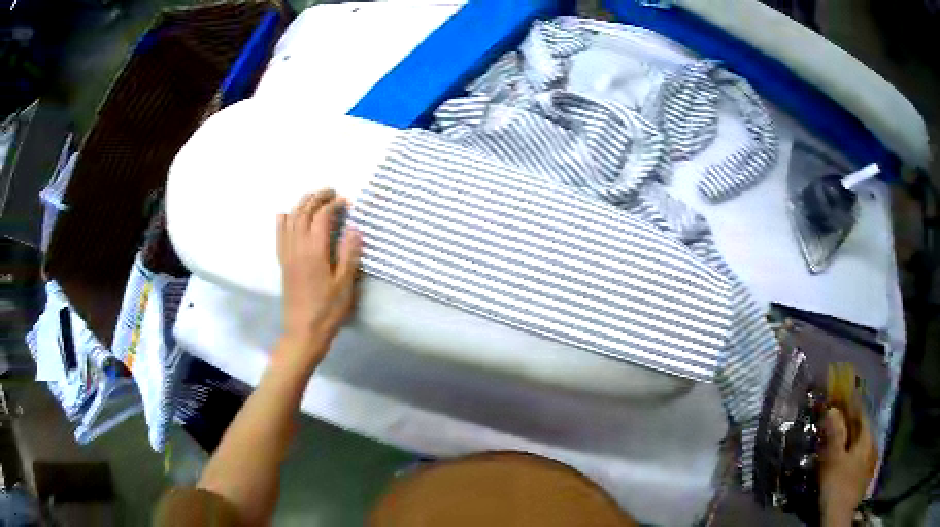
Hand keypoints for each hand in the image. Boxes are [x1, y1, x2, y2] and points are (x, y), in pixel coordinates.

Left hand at [275, 190, 362, 368]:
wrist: (303, 332)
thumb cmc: (328, 310)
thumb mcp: (345, 284)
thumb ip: (349, 254)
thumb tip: (354, 228)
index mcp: (314, 251)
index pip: (322, 217)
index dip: (334, 205)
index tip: (346, 201)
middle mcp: (297, 247)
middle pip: (304, 212)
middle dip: (317, 197)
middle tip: (331, 192)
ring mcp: (287, 254)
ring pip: (291, 220)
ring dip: (302, 204)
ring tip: (314, 197)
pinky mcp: (283, 263)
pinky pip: (280, 235)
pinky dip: (284, 220)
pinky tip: (287, 215)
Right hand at [819, 407, 877, 525]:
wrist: (839, 516)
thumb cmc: (838, 485)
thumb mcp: (833, 459)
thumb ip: (834, 434)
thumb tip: (832, 409)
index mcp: (867, 437)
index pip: (860, 412)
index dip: (850, 403)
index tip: (840, 396)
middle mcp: (872, 444)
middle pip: (861, 428)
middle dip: (850, 422)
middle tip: (837, 418)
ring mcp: (869, 461)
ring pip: (861, 443)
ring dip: (851, 438)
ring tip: (839, 439)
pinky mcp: (864, 475)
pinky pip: (859, 456)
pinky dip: (852, 452)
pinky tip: (845, 458)